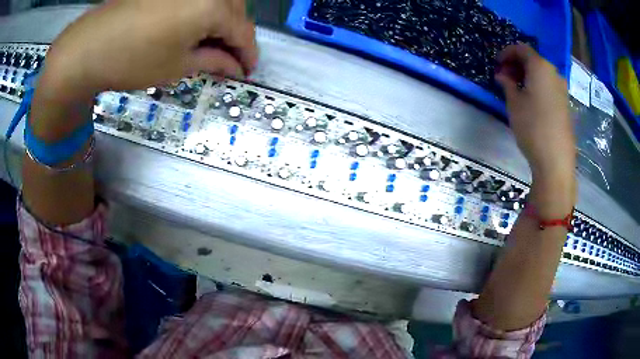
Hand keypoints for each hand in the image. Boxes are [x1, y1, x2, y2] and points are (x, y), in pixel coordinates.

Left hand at [39, 0, 256, 98]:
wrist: (87, 47)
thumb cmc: (132, 61)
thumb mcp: (177, 66)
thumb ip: (213, 61)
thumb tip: (235, 66)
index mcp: (213, 6)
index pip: (243, 31)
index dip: (249, 54)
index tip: (249, 71)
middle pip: (235, 11)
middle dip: (236, 36)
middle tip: (229, 59)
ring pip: (218, 1)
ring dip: (221, 22)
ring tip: (210, 44)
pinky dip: (202, 12)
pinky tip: (192, 27)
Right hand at [495, 44, 574, 181]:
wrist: (556, 159)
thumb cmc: (532, 126)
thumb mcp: (514, 103)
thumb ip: (507, 84)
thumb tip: (502, 75)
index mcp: (540, 66)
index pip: (521, 49)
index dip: (507, 53)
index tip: (497, 63)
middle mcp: (554, 73)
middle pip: (533, 60)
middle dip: (517, 64)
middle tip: (505, 76)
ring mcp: (562, 89)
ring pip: (542, 73)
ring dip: (528, 76)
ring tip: (516, 88)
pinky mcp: (565, 104)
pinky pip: (549, 86)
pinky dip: (538, 86)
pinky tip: (531, 99)